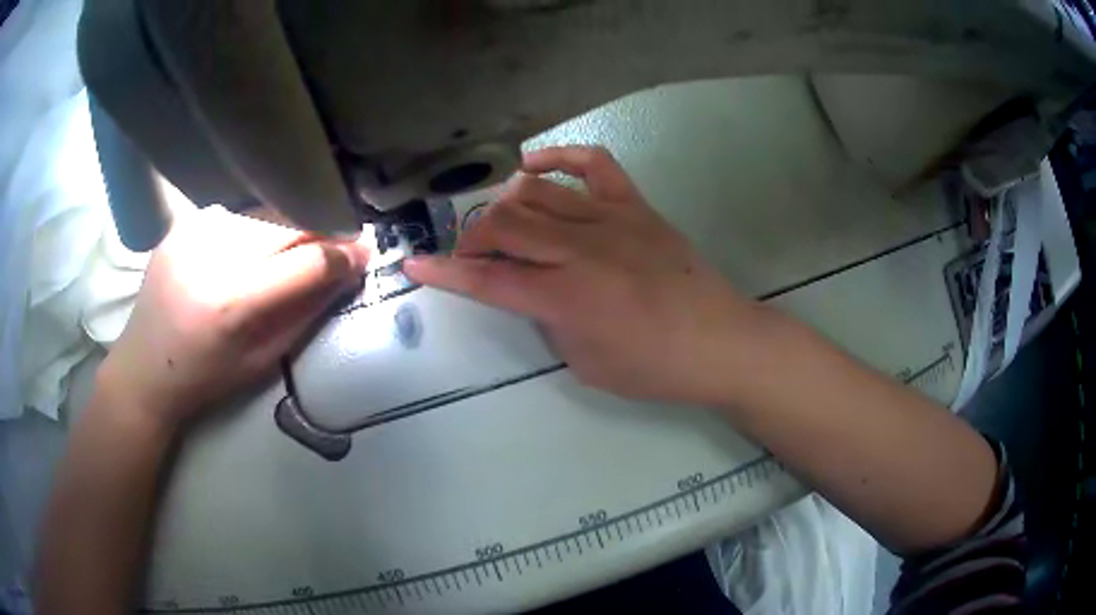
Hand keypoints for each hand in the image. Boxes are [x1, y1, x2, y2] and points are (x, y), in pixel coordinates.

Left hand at [96, 208, 368, 429]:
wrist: (145, 368)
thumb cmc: (206, 378)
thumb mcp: (263, 360)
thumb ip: (307, 311)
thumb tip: (347, 271)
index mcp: (233, 302)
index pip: (307, 260)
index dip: (343, 253)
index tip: (364, 250)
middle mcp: (212, 254)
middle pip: (287, 223)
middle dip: (319, 231)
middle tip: (336, 242)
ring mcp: (193, 231)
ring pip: (263, 213)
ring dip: (286, 228)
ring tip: (290, 249)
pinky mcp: (182, 223)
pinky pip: (234, 215)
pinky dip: (252, 228)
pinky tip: (246, 250)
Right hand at [404, 146, 764, 404]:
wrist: (720, 342)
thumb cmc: (653, 367)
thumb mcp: (585, 362)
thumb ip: (547, 320)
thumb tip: (530, 287)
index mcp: (567, 297)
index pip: (488, 278)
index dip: (443, 272)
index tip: (414, 264)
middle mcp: (582, 248)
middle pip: (503, 223)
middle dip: (472, 237)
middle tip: (471, 255)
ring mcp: (610, 218)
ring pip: (536, 192)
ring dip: (505, 205)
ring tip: (502, 223)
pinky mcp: (636, 205)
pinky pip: (591, 163)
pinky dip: (557, 156)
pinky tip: (535, 167)